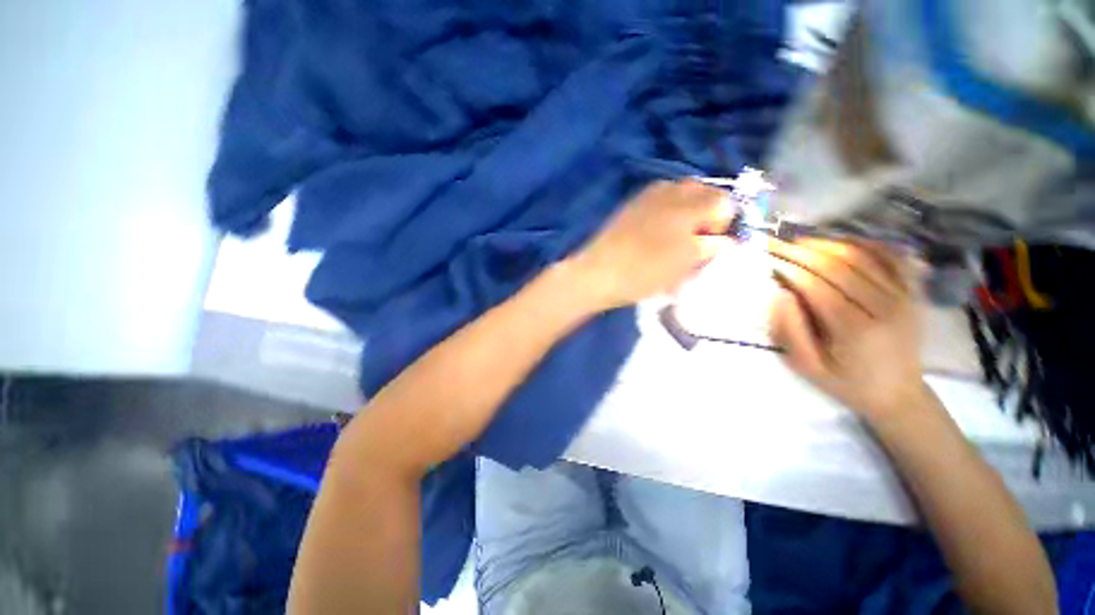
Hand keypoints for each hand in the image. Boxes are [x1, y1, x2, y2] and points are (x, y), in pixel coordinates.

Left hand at [571, 180, 731, 310]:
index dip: (724, 224)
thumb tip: (724, 239)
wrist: (598, 273)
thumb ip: (711, 246)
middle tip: (696, 241)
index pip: (725, 202)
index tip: (711, 245)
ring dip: (687, 212)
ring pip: (681, 195)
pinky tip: (657, 233)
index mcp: (689, 203)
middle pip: (704, 193)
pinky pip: (661, 200)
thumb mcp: (684, 262)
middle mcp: (671, 189)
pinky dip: (668, 212)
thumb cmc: (644, 271)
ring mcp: (648, 194)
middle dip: (707, 214)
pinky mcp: (632, 204)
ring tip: (677, 239)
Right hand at [767, 238, 927, 421]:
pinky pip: (890, 257)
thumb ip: (790, 331)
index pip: (817, 286)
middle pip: (839, 265)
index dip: (789, 268)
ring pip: (863, 256)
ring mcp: (904, 296)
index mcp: (856, 329)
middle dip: (802, 251)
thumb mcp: (807, 367)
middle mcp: (886, 307)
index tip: (767, 257)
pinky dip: (865, 243)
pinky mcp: (914, 292)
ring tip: (800, 242)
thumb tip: (780, 294)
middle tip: (776, 243)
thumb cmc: (846, 383)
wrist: (899, 394)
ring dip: (827, 244)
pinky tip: (842, 241)